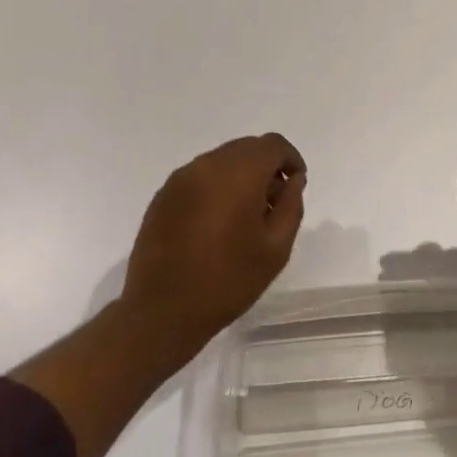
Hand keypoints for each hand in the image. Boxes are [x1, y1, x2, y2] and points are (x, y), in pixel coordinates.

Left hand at [121, 133, 305, 356]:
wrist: (161, 312)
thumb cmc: (227, 281)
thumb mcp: (276, 249)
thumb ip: (291, 206)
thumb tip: (292, 181)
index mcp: (239, 173)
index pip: (272, 145)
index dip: (290, 159)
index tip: (295, 184)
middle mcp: (208, 165)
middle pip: (246, 148)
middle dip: (265, 167)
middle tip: (272, 203)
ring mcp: (181, 178)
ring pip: (221, 161)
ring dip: (240, 176)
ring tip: (244, 216)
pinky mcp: (163, 195)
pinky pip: (199, 177)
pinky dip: (216, 187)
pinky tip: (216, 223)